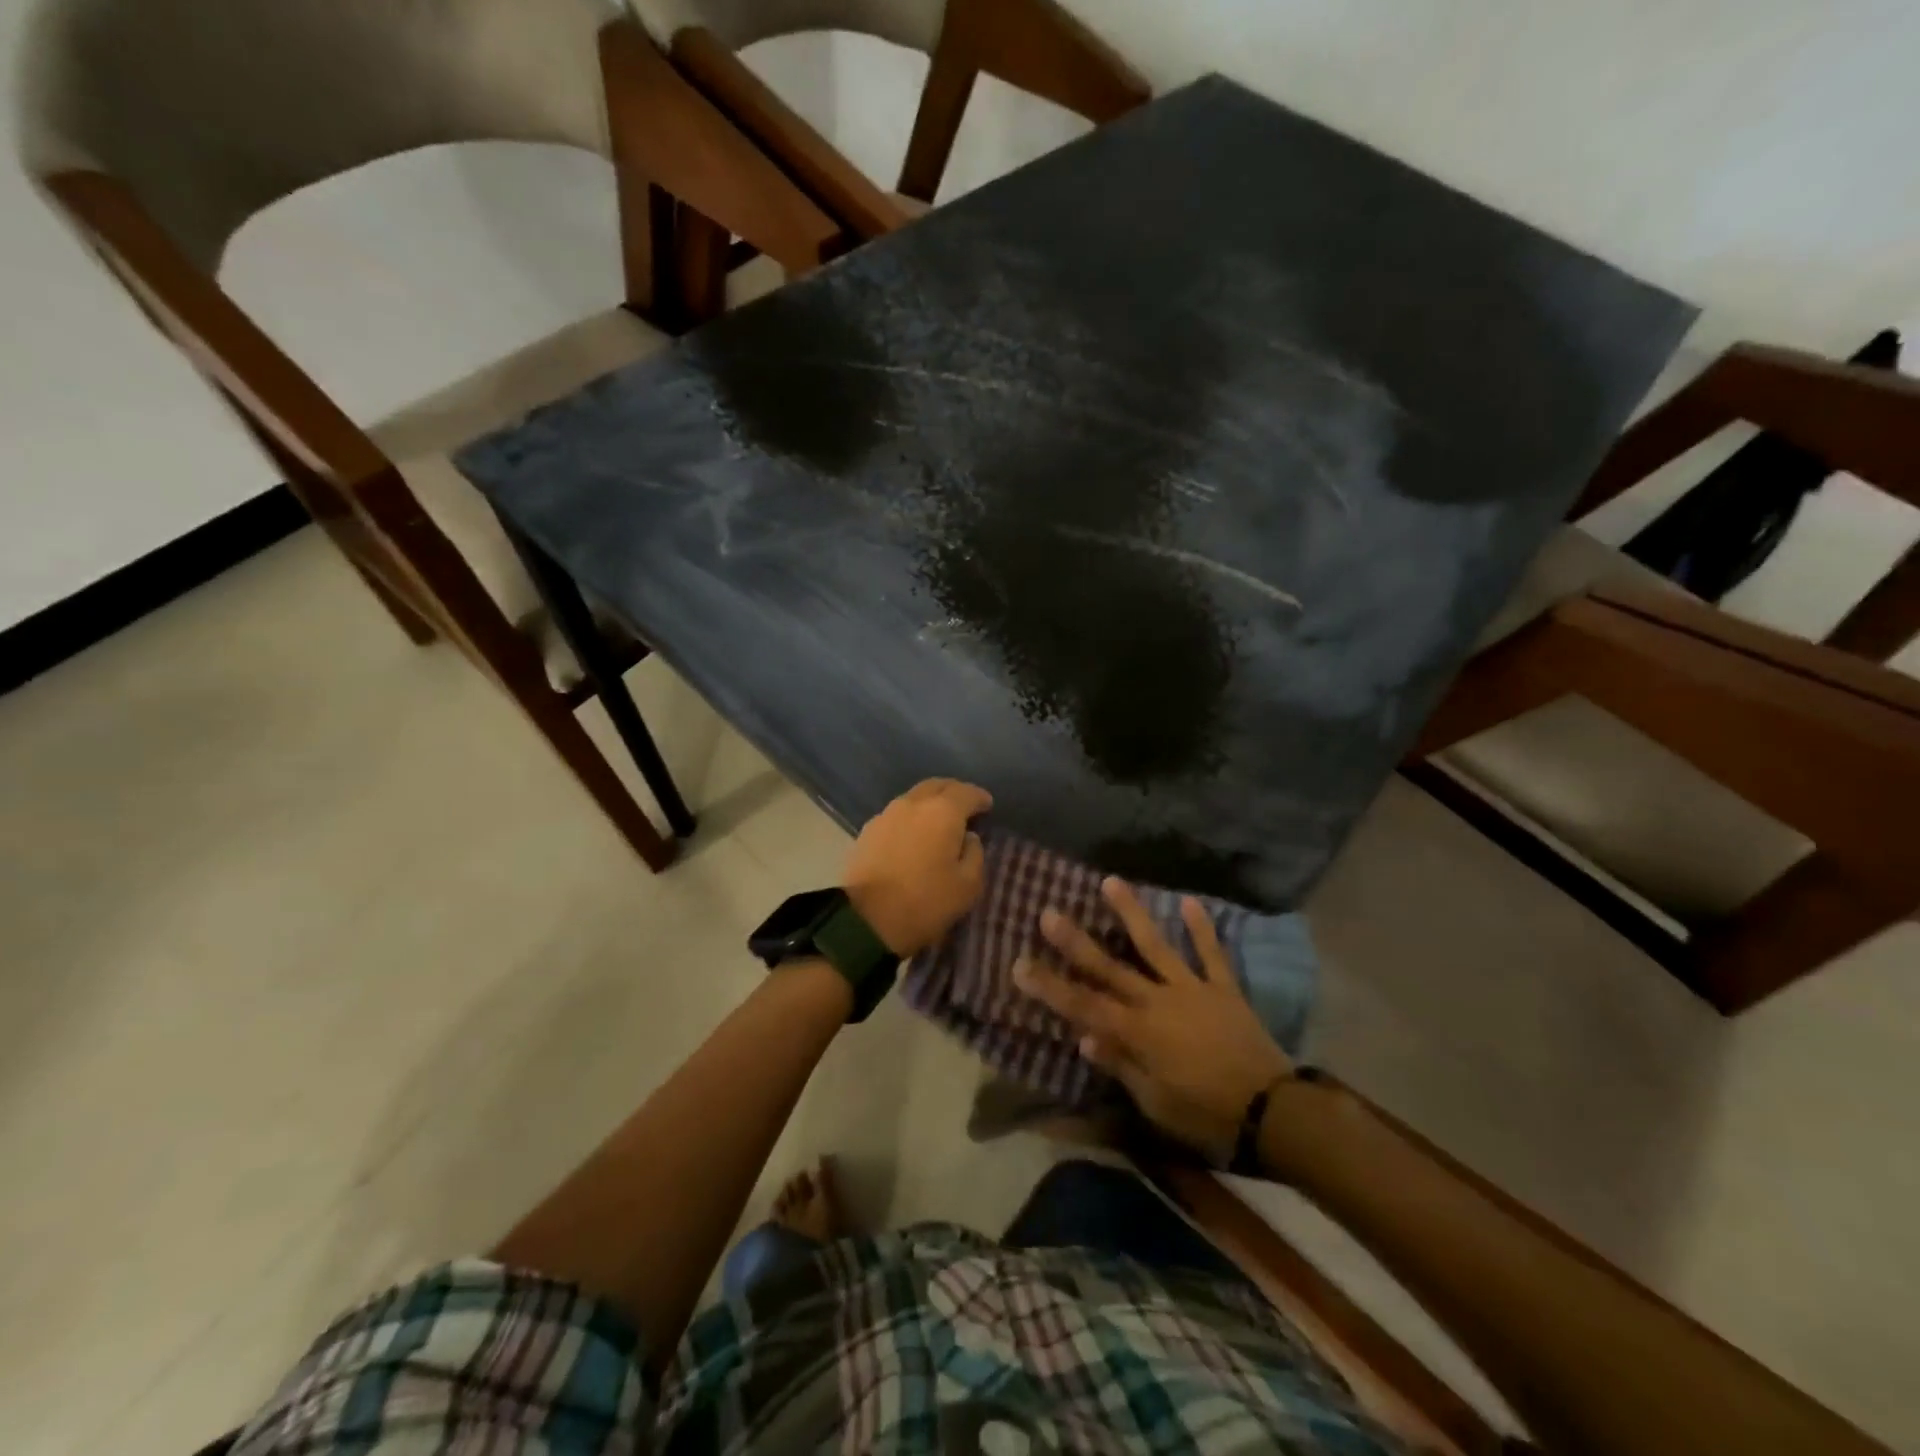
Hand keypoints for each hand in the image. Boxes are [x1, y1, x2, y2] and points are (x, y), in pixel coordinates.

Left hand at [844, 779, 991, 956]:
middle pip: (937, 786)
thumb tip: (968, 838)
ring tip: (939, 822)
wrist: (866, 920)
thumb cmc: (925, 902)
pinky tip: (914, 835)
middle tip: (964, 807)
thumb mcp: (968, 885)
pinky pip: (896, 815)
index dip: (980, 798)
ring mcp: (886, 815)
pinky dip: (911, 818)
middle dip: (954, 793)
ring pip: (914, 798)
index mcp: (943, 812)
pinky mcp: (867, 831)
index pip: (967, 793)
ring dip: (930, 804)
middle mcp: (913, 804)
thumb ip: (974, 854)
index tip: (988, 806)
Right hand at [1014, 878, 1292, 1164]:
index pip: (1082, 1005)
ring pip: (1155, 945)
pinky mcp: (1222, 988)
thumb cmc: (1204, 1112)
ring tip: (1111, 881)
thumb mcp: (1154, 1101)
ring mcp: (1191, 989)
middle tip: (1048, 912)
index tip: (1019, 965)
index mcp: (1137, 1031)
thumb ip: (1120, 1064)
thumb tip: (1083, 1037)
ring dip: (1131, 913)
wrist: (1270, 1110)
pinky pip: (1211, 955)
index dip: (1049, 986)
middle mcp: (1157, 1000)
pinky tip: (1190, 901)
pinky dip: (1201, 929)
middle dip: (1075, 941)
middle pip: (1109, 967)